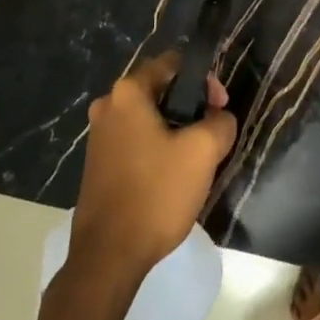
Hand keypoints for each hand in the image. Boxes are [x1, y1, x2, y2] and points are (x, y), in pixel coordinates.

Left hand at [70, 54, 236, 283]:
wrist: (109, 255)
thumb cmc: (156, 193)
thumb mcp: (203, 152)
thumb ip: (220, 122)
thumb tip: (220, 118)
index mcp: (128, 93)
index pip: (172, 63)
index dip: (204, 80)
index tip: (220, 108)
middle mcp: (107, 106)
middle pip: (160, 90)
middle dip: (191, 106)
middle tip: (214, 133)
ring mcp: (98, 136)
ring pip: (149, 118)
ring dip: (175, 129)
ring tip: (197, 157)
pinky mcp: (98, 163)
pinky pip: (136, 140)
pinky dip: (157, 147)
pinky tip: (172, 175)